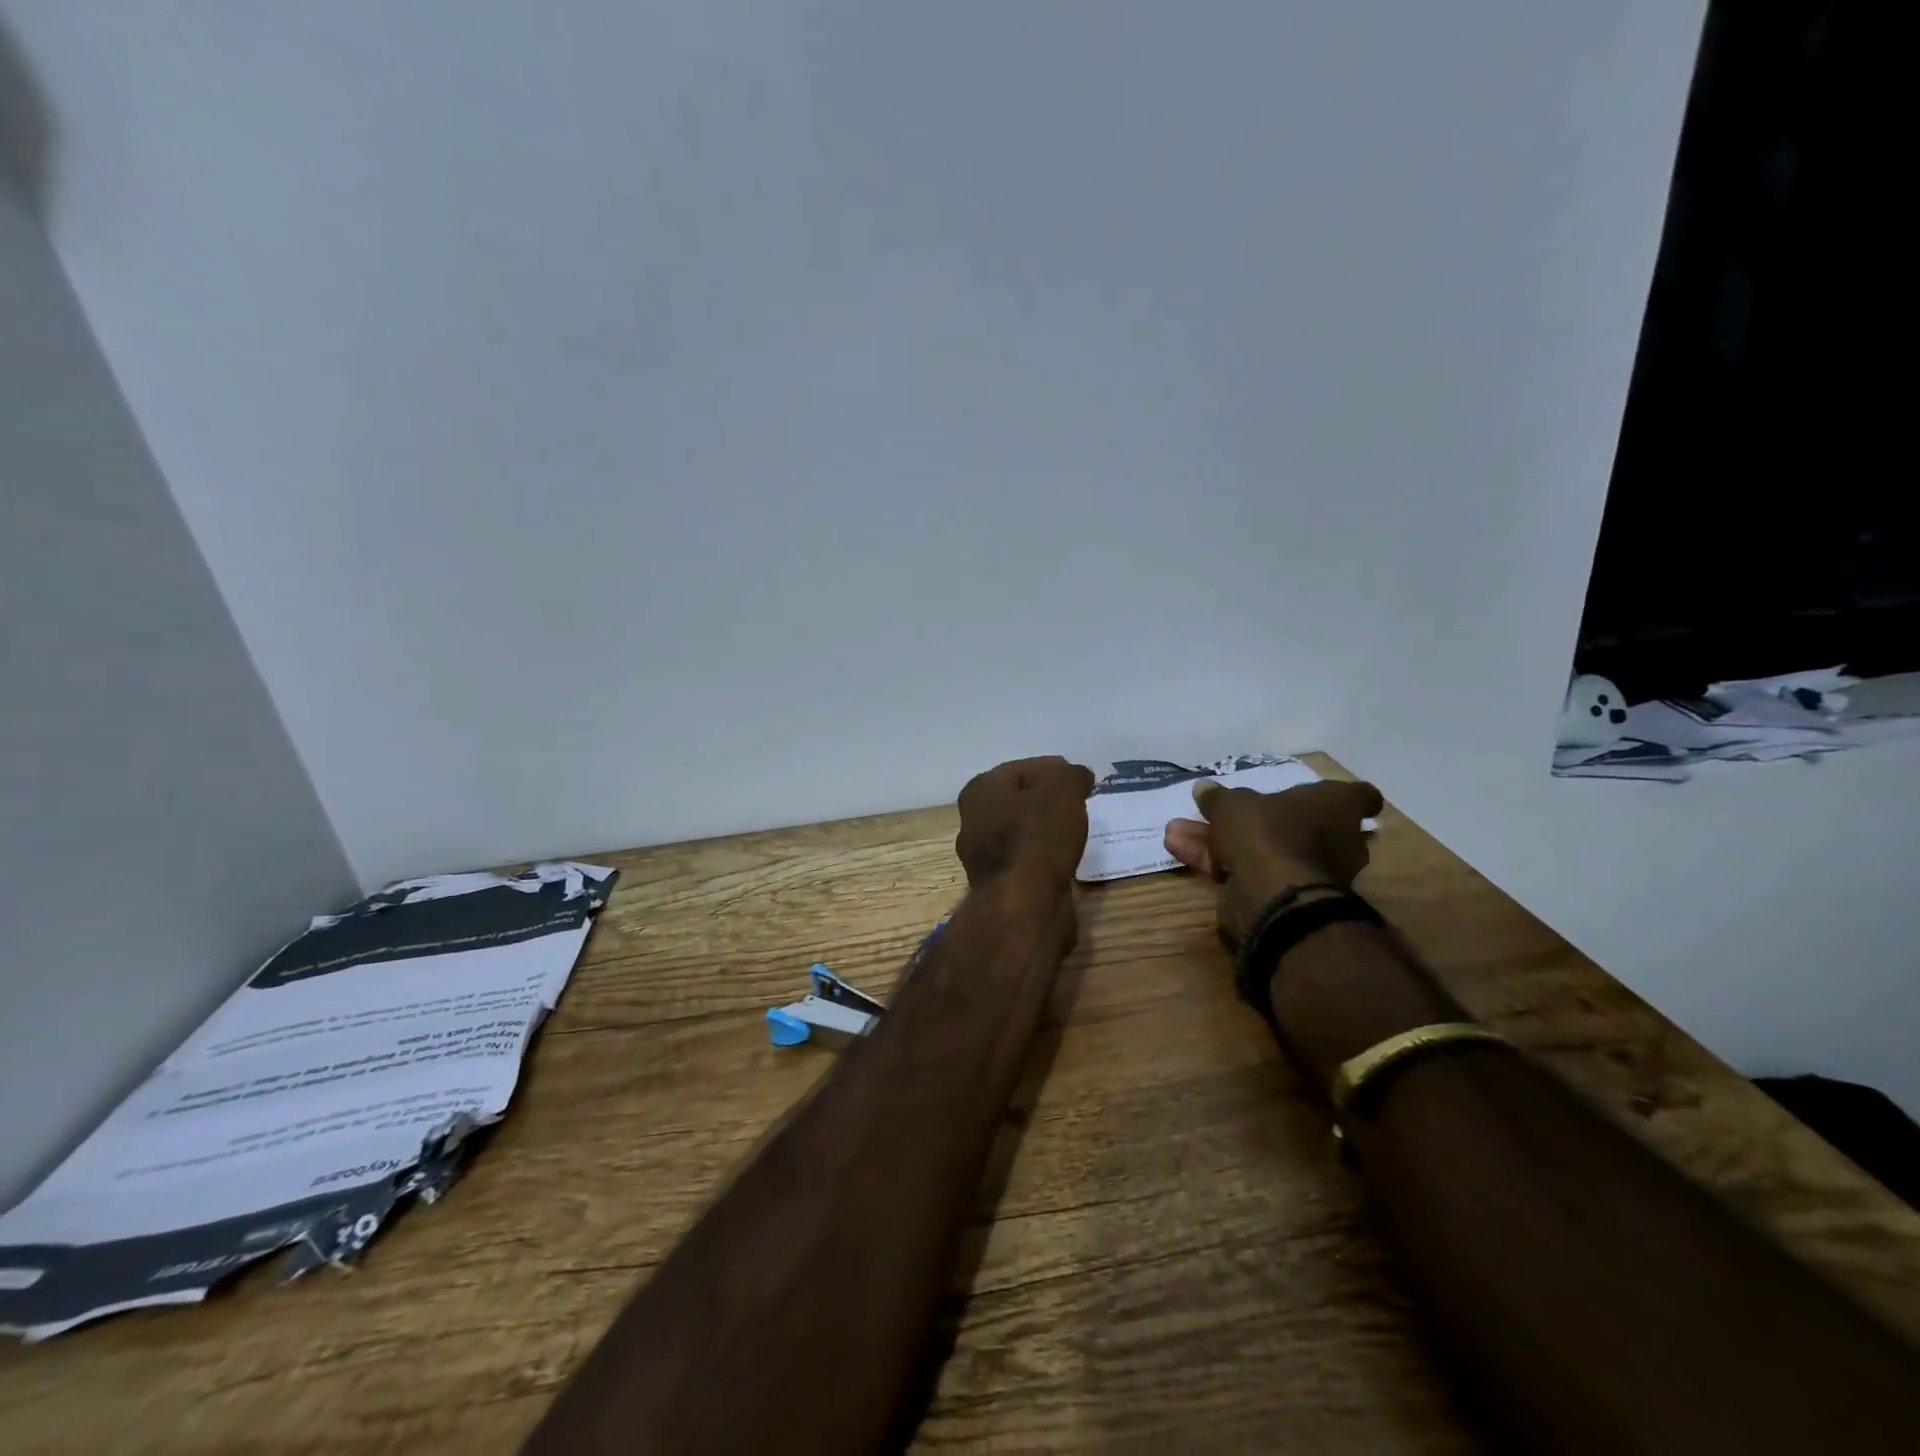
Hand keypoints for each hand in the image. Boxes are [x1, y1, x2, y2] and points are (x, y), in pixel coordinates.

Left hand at [955, 757, 1094, 888]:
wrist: (1025, 903)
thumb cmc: (1039, 835)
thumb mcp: (1063, 789)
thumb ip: (1071, 775)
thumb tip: (1077, 777)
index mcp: (981, 790)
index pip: (1023, 768)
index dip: (1054, 770)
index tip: (1080, 779)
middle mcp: (973, 820)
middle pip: (1019, 800)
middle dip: (1047, 799)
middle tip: (1079, 802)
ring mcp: (983, 856)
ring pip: (1021, 831)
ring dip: (1045, 829)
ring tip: (1076, 829)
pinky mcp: (999, 884)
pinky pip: (1026, 859)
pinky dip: (1044, 855)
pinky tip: (1065, 856)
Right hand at [1163, 778, 1383, 946]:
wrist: (1273, 897)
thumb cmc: (1267, 832)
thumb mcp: (1233, 804)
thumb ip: (1218, 797)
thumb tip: (1204, 788)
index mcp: (1336, 809)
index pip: (1359, 797)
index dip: (1341, 796)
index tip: (1318, 793)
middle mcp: (1335, 841)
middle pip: (1296, 825)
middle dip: (1254, 820)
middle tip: (1220, 812)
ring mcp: (1312, 873)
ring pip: (1264, 849)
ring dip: (1222, 841)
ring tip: (1178, 831)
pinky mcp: (1286, 899)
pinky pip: (1249, 872)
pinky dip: (1217, 863)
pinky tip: (1178, 850)